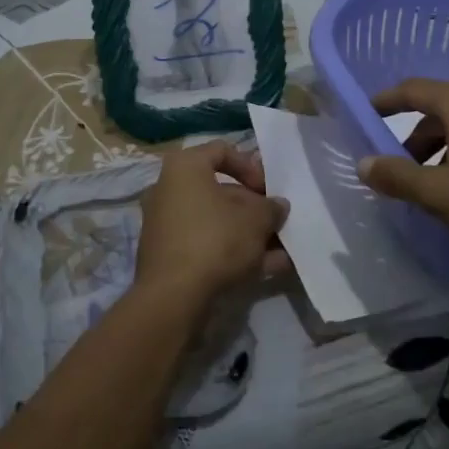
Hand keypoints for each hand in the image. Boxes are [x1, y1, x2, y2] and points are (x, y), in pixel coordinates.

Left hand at [134, 142, 289, 314]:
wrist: (173, 297)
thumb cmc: (215, 240)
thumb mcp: (256, 220)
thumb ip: (271, 208)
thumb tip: (278, 206)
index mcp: (184, 168)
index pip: (222, 151)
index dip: (251, 166)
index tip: (268, 188)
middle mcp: (169, 190)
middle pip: (220, 191)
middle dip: (253, 207)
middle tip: (276, 221)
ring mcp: (166, 225)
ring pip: (216, 222)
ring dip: (249, 234)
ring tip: (282, 249)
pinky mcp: (169, 257)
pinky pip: (207, 246)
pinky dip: (234, 253)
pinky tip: (269, 269)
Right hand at [356, 77, 448, 266]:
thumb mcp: (442, 195)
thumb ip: (398, 177)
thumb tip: (363, 163)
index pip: (413, 89)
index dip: (385, 101)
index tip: (365, 115)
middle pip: (441, 109)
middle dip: (415, 138)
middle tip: (400, 171)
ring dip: (443, 150)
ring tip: (436, 188)